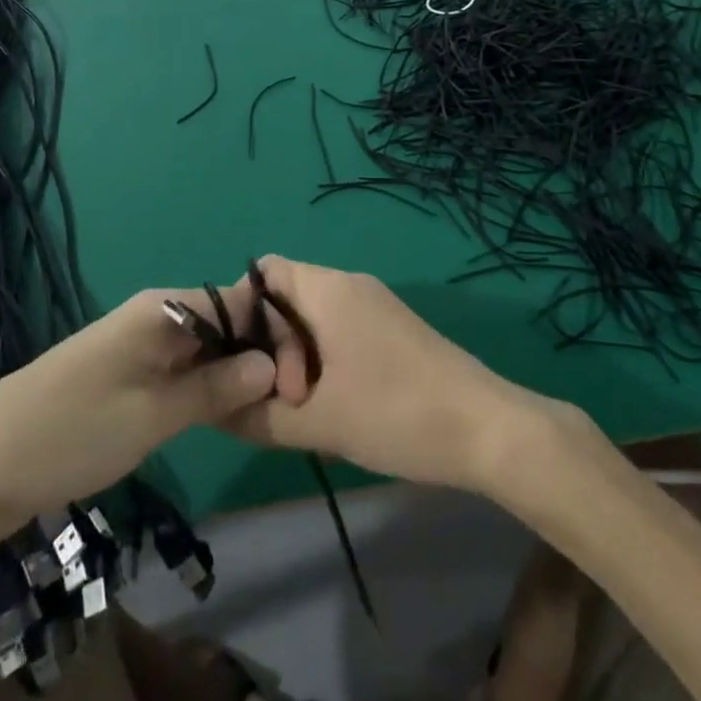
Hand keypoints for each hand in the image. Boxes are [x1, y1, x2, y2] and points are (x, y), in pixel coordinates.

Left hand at [0, 289, 276, 547]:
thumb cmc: (69, 432)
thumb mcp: (151, 415)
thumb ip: (215, 388)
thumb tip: (273, 365)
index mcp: (163, 308)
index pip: (238, 303)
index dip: (273, 336)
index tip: (299, 381)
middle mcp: (154, 316)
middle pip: (223, 325)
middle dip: (257, 357)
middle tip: (287, 405)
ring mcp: (137, 346)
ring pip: (203, 350)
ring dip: (233, 376)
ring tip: (266, 413)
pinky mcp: (124, 376)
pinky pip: (179, 372)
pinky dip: (204, 390)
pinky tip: (223, 417)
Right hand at [223, 256, 571, 495]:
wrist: (486, 429)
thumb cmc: (396, 414)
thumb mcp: (318, 423)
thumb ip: (256, 415)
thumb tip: (215, 409)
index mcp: (328, 289)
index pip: (264, 271)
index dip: (240, 311)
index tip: (240, 362)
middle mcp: (350, 285)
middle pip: (286, 297)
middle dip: (271, 347)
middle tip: (285, 400)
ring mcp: (375, 305)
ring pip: (313, 319)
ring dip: (298, 360)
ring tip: (308, 411)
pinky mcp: (392, 329)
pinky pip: (339, 331)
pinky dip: (324, 362)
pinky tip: (334, 407)